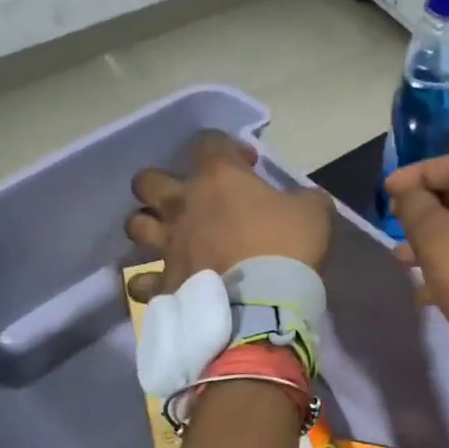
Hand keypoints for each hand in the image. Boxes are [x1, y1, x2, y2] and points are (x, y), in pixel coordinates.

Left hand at [125, 131, 332, 299]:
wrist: (263, 306)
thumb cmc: (287, 248)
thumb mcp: (314, 211)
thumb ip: (303, 198)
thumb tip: (301, 201)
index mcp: (217, 178)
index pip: (208, 142)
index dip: (228, 149)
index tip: (248, 166)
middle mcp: (182, 206)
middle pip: (147, 181)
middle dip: (161, 185)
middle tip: (187, 199)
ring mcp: (167, 246)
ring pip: (135, 225)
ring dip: (148, 227)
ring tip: (167, 238)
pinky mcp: (163, 284)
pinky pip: (140, 282)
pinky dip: (148, 283)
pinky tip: (162, 285)